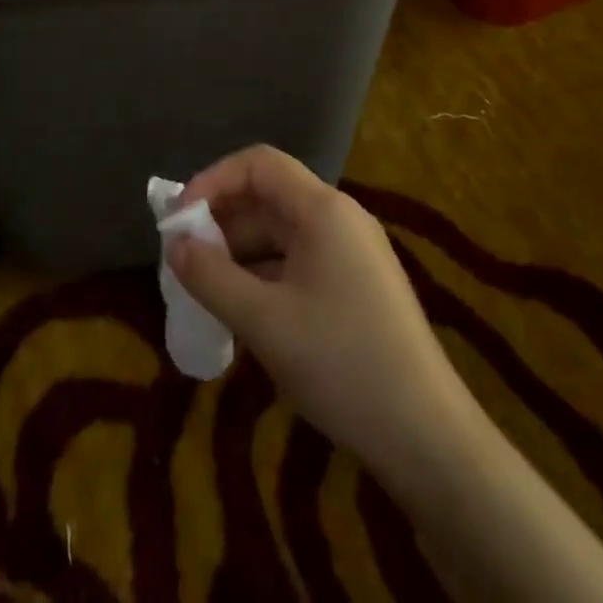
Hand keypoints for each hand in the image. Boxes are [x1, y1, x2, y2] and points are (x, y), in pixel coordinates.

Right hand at [168, 145, 475, 481]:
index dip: (213, 180)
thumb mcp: (263, 321)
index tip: (179, 217)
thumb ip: (211, 277)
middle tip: (183, 258)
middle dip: (222, 222)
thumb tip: (174, 246)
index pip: (259, 164)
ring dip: (241, 253)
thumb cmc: (341, 363)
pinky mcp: (359, 287)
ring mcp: (354, 253)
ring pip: (283, 234)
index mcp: (323, 209)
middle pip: (270, 198)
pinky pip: (301, 262)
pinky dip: (266, 276)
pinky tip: (244, 311)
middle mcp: (340, 218)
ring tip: (205, 289)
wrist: (428, 438)